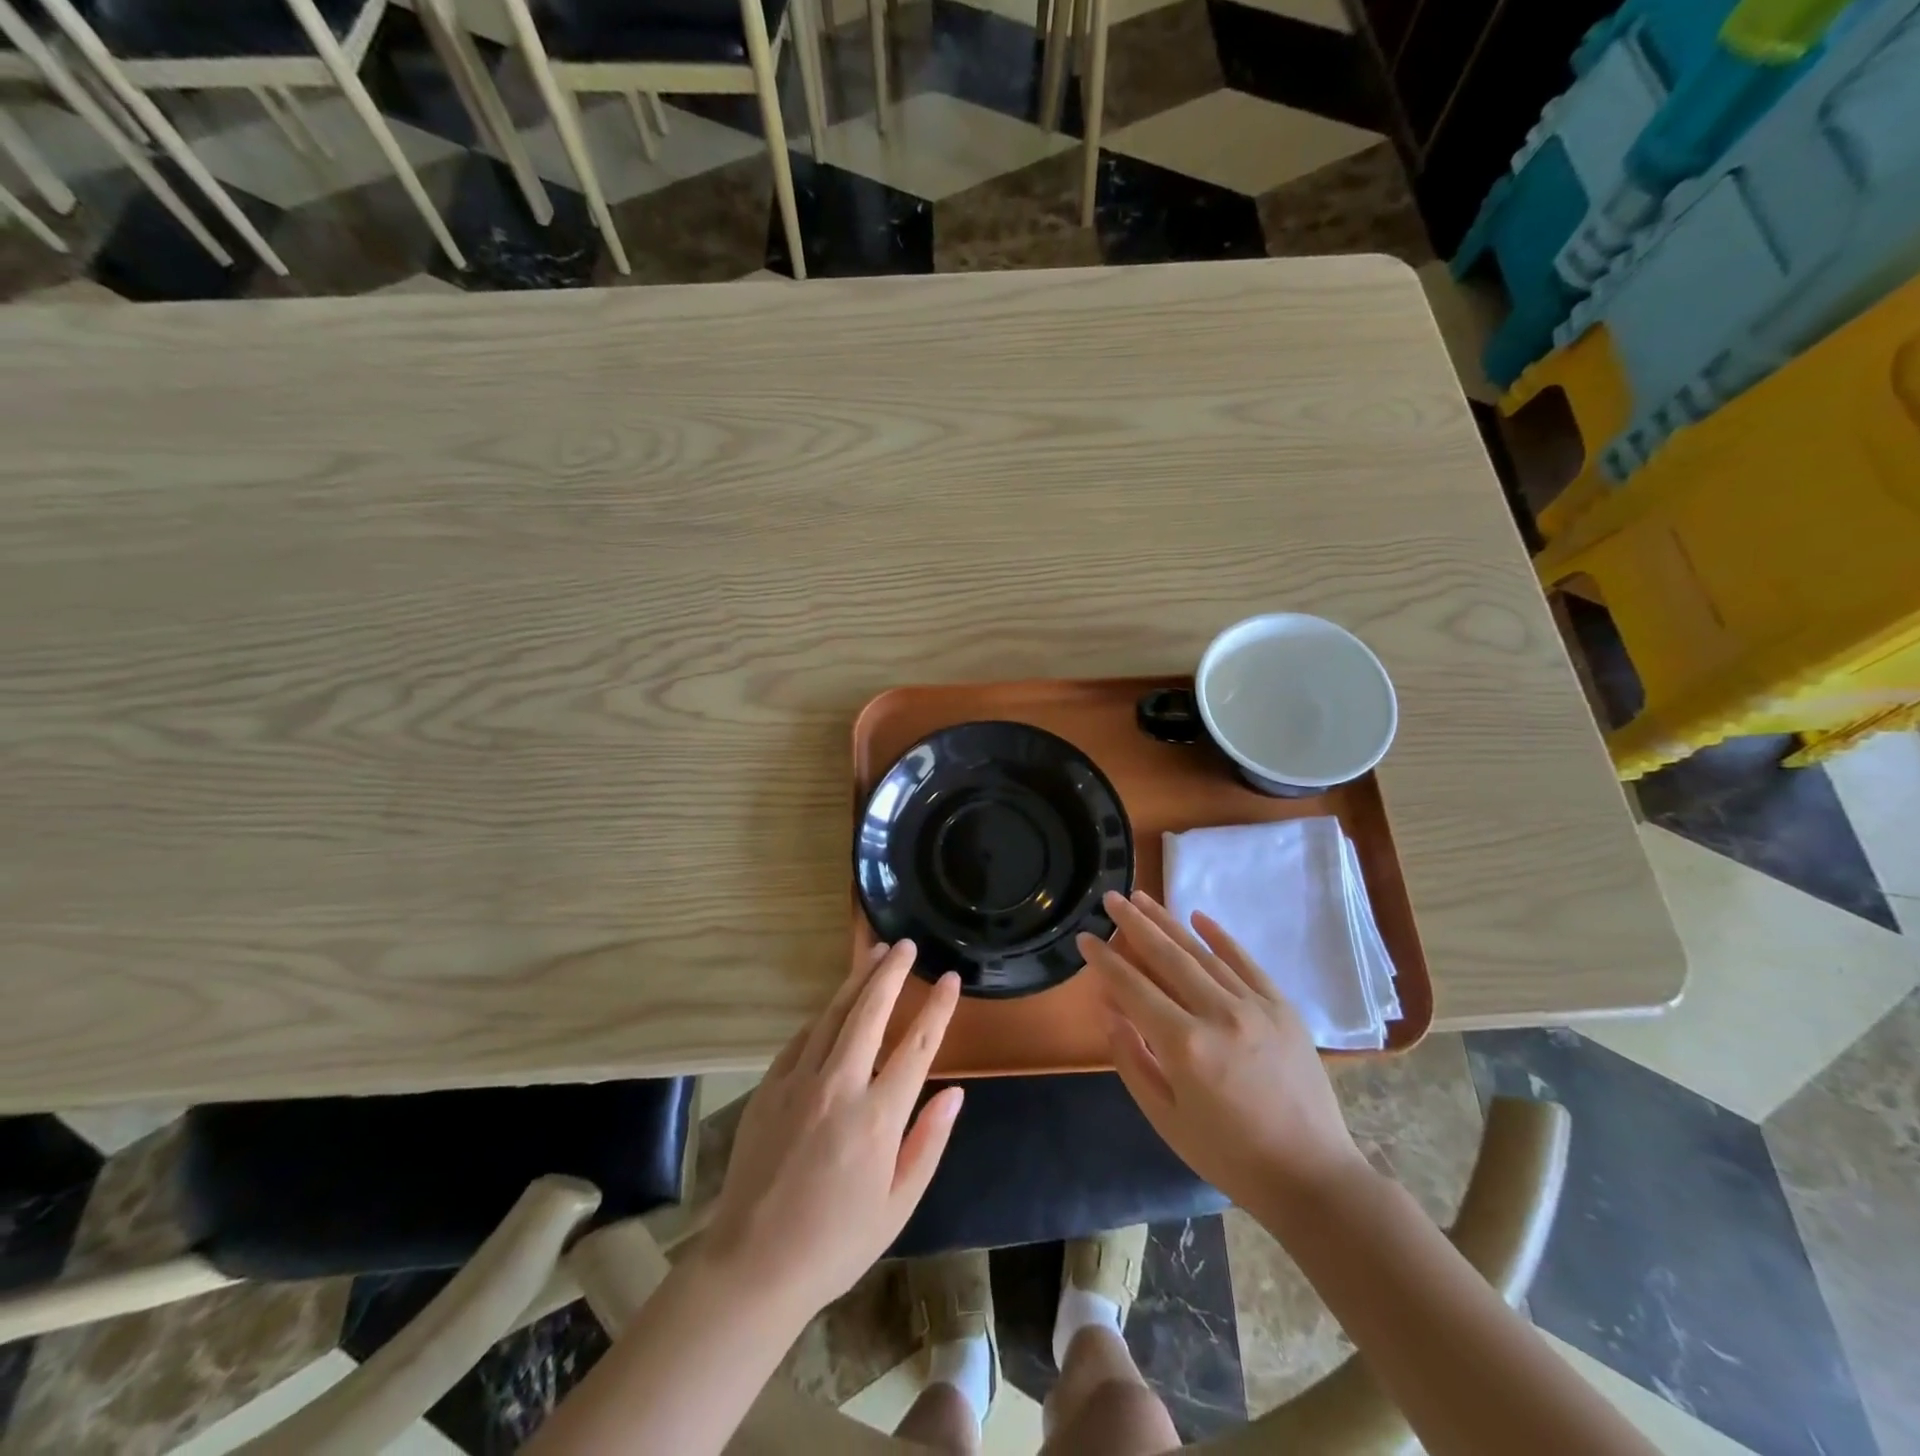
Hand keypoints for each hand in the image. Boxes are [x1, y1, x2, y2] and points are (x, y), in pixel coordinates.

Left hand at [700, 942, 964, 1320]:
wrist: (753, 1266)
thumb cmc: (836, 1243)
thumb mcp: (898, 1206)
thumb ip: (928, 1142)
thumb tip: (954, 1091)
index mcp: (878, 1118)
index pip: (918, 1046)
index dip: (937, 1008)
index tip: (949, 979)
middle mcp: (839, 1086)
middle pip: (870, 1012)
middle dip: (892, 973)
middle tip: (907, 945)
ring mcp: (799, 1082)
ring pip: (833, 1014)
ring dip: (857, 980)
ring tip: (875, 952)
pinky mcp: (770, 1088)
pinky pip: (801, 1038)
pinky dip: (823, 1016)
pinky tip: (833, 1005)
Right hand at [1077, 890, 1363, 1211]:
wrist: (1310, 1176)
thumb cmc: (1228, 1155)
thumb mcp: (1165, 1118)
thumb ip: (1132, 1060)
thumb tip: (1110, 1010)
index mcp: (1184, 1046)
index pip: (1133, 988)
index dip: (1106, 961)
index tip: (1085, 938)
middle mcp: (1218, 1014)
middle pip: (1167, 956)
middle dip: (1134, 924)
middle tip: (1111, 898)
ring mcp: (1255, 1006)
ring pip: (1202, 953)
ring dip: (1169, 922)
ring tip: (1143, 897)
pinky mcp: (1283, 1008)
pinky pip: (1246, 962)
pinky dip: (1221, 937)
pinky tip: (1198, 917)